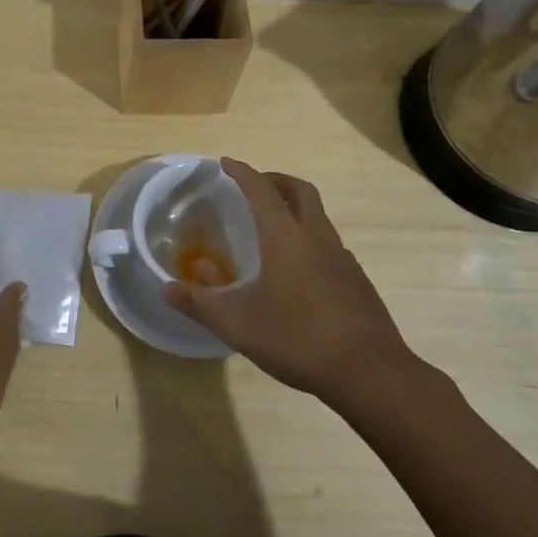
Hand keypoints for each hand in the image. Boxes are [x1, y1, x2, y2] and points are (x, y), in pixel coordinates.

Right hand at [161, 160, 421, 411]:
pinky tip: (299, 270)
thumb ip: (200, 304)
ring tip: (273, 228)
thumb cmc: (299, 340)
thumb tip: (166, 289)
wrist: (371, 373)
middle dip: (275, 180)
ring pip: (318, 216)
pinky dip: (310, 238)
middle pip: (300, 191)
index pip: (261, 191)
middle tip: (254, 187)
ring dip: (295, 209)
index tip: (226, 163)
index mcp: (286, 238)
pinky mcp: (357, 279)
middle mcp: (317, 238)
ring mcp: (342, 258)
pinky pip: (329, 243)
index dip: (243, 173)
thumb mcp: (238, 325)